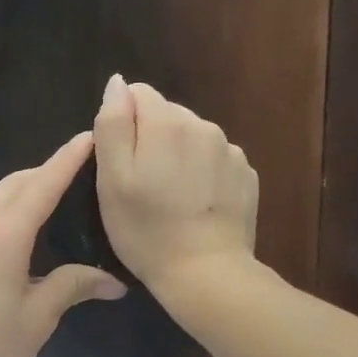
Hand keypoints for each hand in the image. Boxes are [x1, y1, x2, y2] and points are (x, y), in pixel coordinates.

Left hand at [0, 131, 127, 356]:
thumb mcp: (37, 319)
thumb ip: (72, 287)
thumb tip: (113, 282)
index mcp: (4, 235)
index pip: (43, 185)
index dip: (67, 159)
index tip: (89, 136)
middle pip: (16, 183)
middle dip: (48, 170)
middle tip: (83, 170)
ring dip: (28, 189)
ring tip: (62, 196)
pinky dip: (12, 209)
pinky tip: (30, 229)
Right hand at [92, 75, 258, 296]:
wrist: (206, 273)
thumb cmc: (146, 230)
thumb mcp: (111, 180)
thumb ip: (112, 124)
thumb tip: (117, 83)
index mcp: (166, 122)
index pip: (136, 94)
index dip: (122, 125)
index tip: (120, 162)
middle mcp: (202, 124)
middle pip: (166, 114)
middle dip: (150, 138)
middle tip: (142, 184)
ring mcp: (229, 149)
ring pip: (191, 136)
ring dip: (177, 154)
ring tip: (170, 196)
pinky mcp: (246, 173)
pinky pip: (213, 158)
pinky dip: (201, 172)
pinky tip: (195, 204)